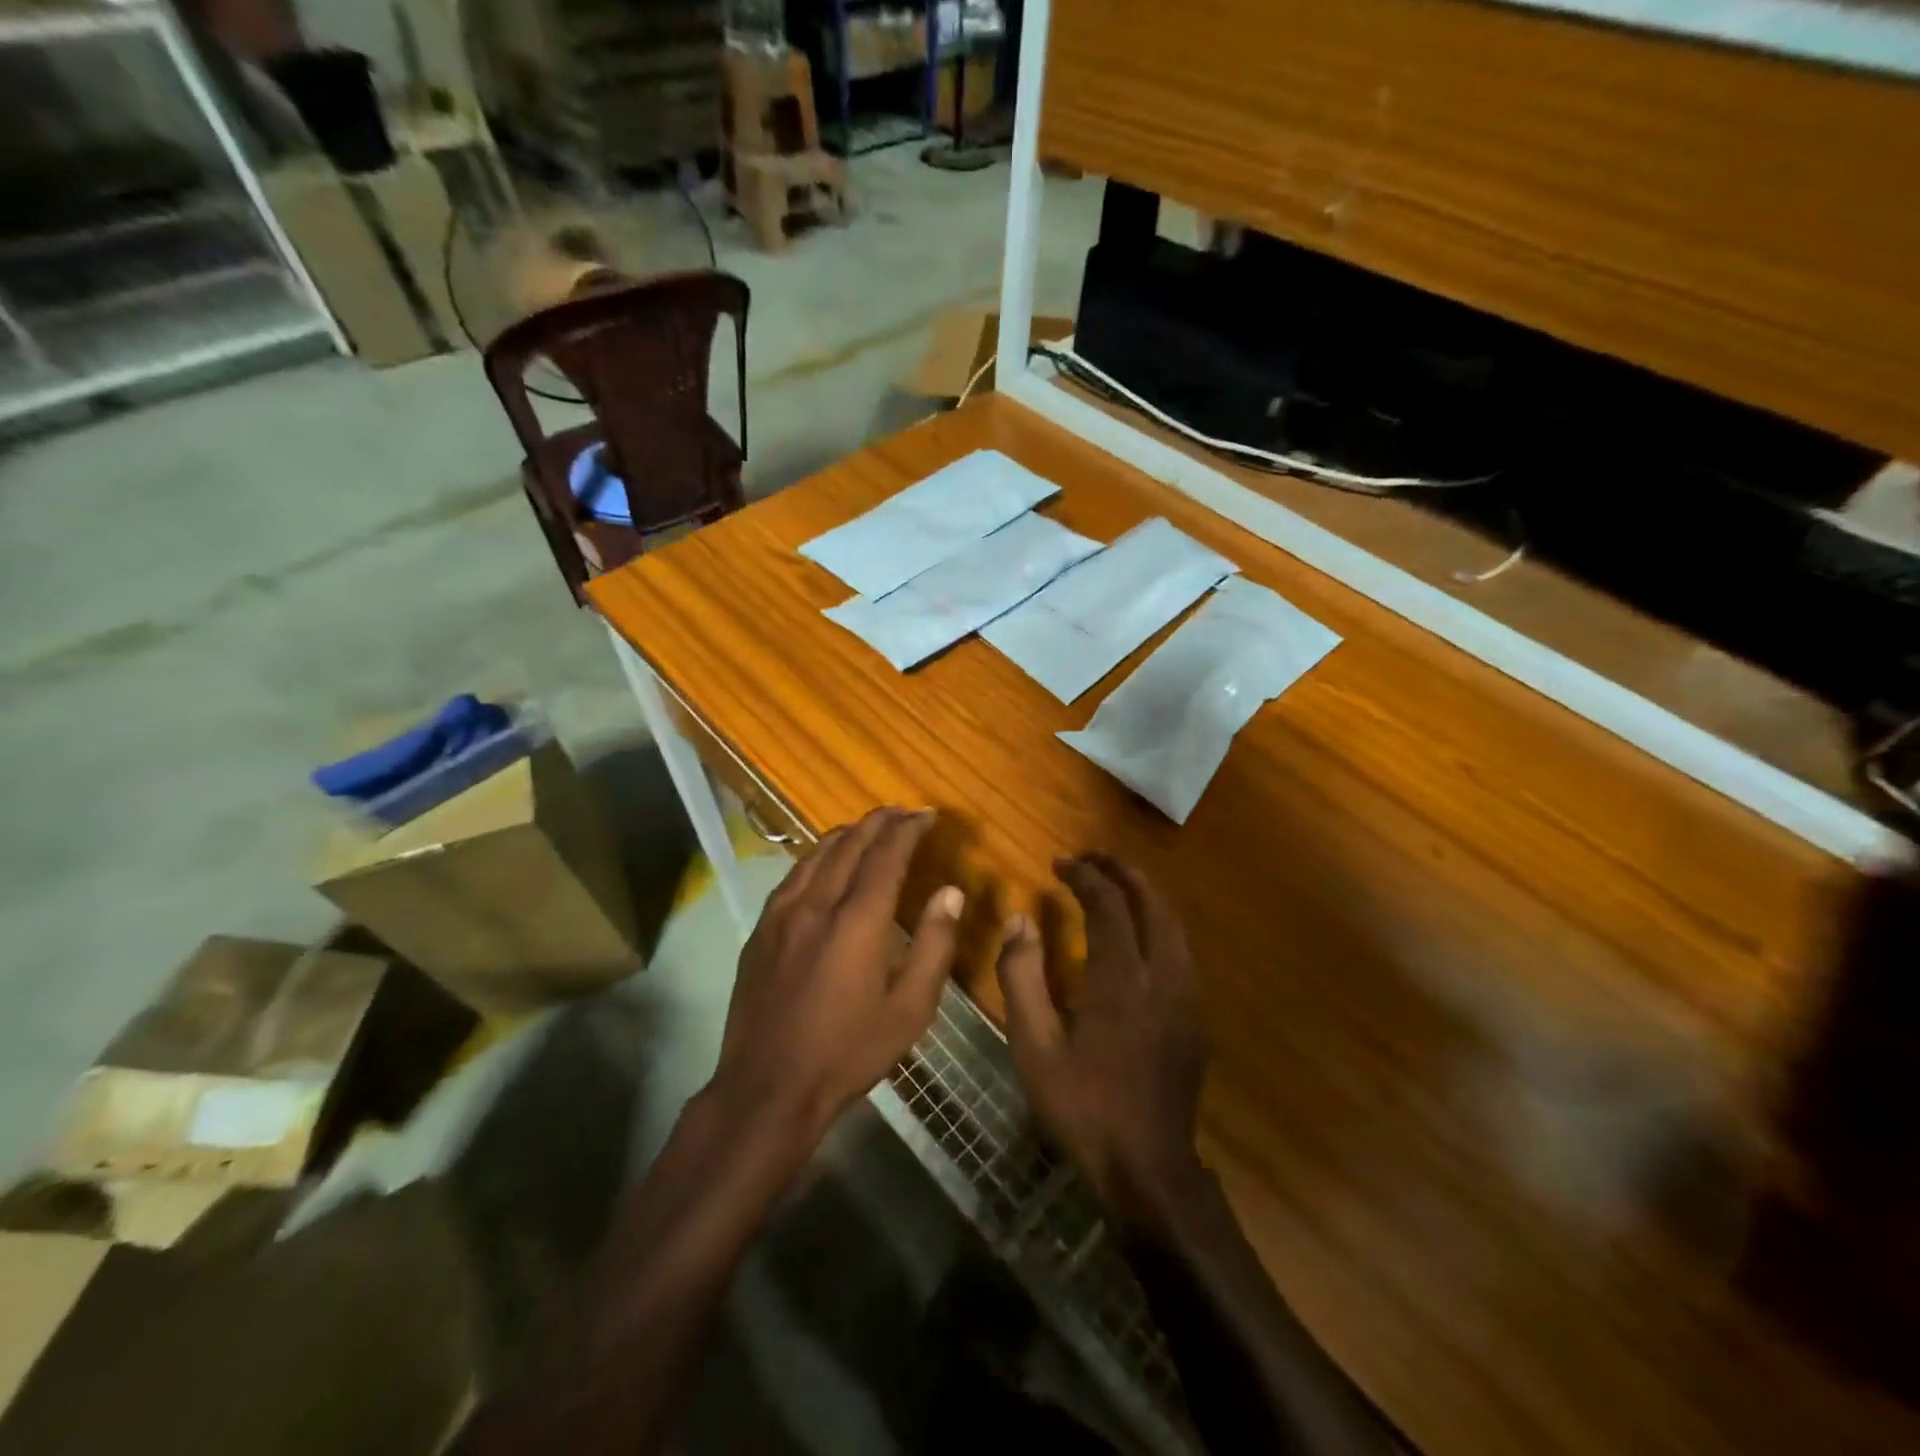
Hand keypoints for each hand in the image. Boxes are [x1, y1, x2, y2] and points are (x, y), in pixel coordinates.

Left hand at [710, 807, 961, 1150]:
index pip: (886, 855)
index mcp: (858, 921)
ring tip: (869, 828)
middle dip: (879, 822)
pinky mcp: (761, 930)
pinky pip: (793, 875)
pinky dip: (817, 856)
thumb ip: (933, 944)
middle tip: (903, 812)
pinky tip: (824, 863)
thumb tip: (950, 892)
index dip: (908, 829)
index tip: (927, 814)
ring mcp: (782, 914)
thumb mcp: (910, 1009)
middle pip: (850, 844)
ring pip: (816, 854)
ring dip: (847, 834)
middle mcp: (817, 904)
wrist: (768, 1088)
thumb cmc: (848, 1052)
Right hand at [995, 853, 1208, 1225]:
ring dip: (1144, 896)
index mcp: (1121, 980)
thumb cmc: (1083, 1106)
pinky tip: (1138, 937)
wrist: (1148, 1169)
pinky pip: (1179, 951)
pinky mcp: (1195, 1018)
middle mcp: (1162, 977)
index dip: (1084, 876)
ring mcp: (1186, 998)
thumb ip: (1022, 976)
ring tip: (1114, 886)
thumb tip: (1020, 920)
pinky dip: (1157, 925)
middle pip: (1151, 903)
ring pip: (1173, 925)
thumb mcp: (1034, 1046)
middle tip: (1092, 859)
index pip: (1108, 905)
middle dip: (1122, 872)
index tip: (1059, 863)